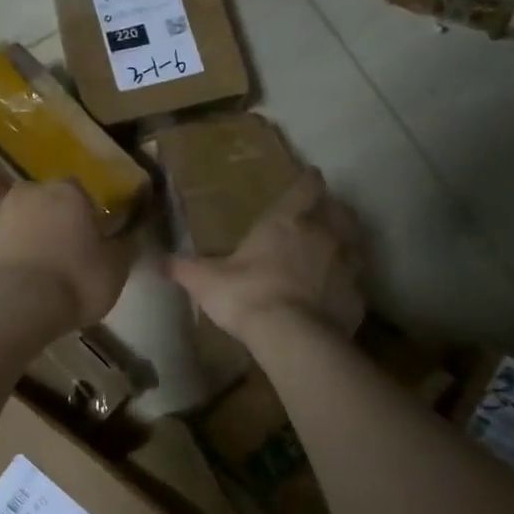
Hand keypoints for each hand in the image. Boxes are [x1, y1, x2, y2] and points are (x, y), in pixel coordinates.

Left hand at [0, 181, 132, 329]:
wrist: (15, 305)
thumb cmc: (75, 280)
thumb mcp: (116, 269)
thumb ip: (120, 249)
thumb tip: (121, 241)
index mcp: (65, 193)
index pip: (78, 192)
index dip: (84, 215)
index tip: (88, 241)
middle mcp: (25, 195)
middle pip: (40, 202)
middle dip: (47, 221)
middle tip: (58, 254)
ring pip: (9, 221)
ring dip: (18, 237)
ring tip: (29, 270)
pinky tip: (5, 286)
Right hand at [166, 167, 364, 340]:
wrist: (293, 337)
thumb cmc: (247, 295)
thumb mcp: (205, 281)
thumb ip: (183, 268)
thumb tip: (156, 260)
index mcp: (287, 222)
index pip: (306, 188)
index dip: (308, 181)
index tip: (311, 175)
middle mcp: (323, 235)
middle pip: (339, 211)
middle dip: (333, 208)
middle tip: (323, 212)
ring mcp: (346, 266)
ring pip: (354, 243)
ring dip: (346, 242)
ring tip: (332, 249)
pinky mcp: (357, 297)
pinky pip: (355, 282)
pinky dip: (346, 283)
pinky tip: (334, 293)